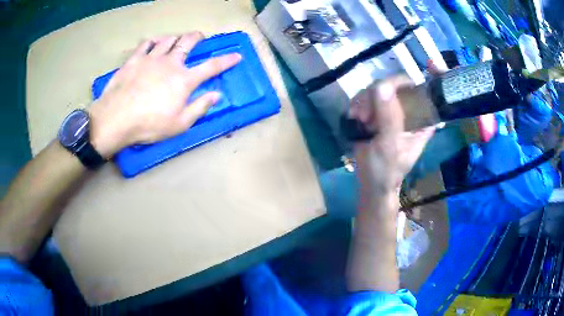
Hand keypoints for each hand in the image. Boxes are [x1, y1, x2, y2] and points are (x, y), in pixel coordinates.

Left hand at [88, 32, 241, 157]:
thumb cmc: (149, 125)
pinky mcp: (135, 59)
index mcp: (184, 80)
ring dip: (175, 38)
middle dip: (197, 37)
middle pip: (188, 42)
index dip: (226, 60)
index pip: (211, 67)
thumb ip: (199, 107)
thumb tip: (217, 95)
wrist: (116, 119)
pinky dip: (152, 41)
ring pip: (168, 39)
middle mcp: (170, 63)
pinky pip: (146, 43)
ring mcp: (151, 58)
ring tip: (175, 41)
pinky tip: (153, 44)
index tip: (237, 55)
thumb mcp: (179, 124)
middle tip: (199, 37)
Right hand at [349, 76, 434, 198]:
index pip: (427, 91)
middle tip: (368, 114)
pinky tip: (355, 119)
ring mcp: (391, 109)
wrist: (370, 182)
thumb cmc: (386, 170)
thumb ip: (388, 116)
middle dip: (379, 94)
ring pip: (378, 89)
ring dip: (364, 102)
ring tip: (361, 121)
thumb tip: (381, 86)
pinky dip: (357, 105)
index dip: (431, 76)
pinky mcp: (375, 111)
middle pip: (397, 84)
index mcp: (423, 119)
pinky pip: (365, 96)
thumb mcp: (390, 145)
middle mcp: (408, 110)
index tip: (429, 64)